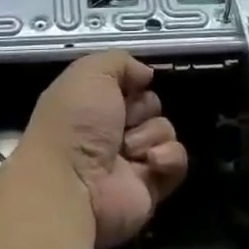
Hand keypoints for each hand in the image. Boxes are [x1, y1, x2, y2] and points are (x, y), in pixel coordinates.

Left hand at [20, 51, 187, 248]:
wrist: (72, 183)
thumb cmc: (75, 121)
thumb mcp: (91, 72)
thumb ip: (121, 61)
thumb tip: (146, 74)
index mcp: (92, 103)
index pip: (128, 84)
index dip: (133, 82)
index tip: (131, 85)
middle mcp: (110, 131)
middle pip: (150, 105)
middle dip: (143, 107)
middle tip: (125, 119)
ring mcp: (131, 161)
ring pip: (164, 131)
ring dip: (150, 134)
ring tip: (128, 148)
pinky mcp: (151, 187)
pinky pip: (176, 162)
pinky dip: (168, 157)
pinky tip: (151, 161)